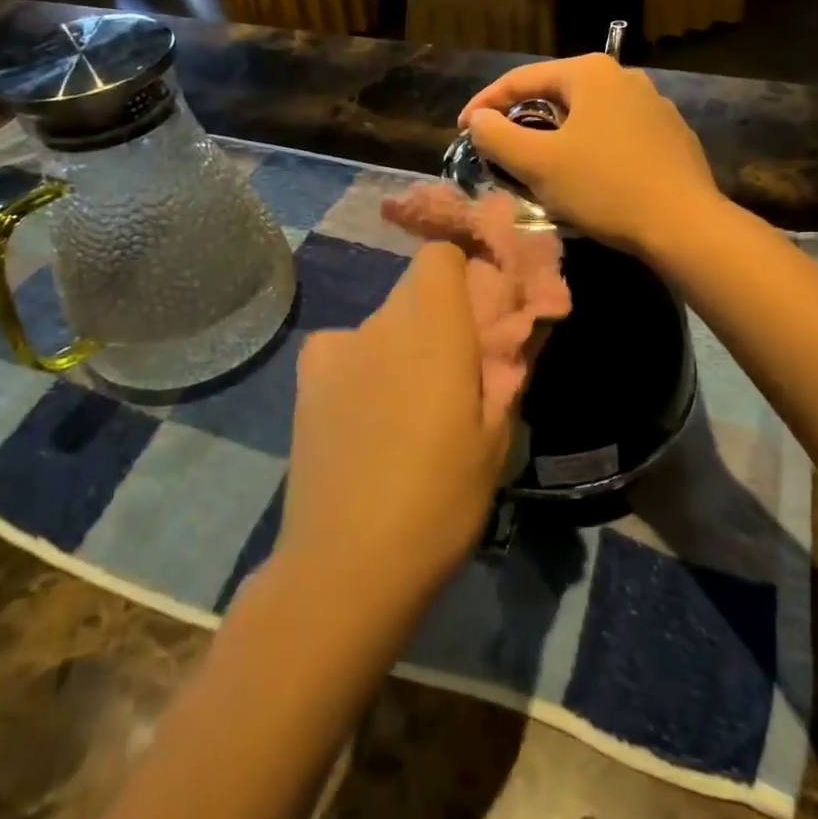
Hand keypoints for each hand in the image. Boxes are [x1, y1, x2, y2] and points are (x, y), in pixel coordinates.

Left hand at [279, 245, 506, 618]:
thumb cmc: (440, 499)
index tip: (484, 309)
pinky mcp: (306, 379)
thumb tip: (511, 333)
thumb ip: (504, 371)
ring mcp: (335, 348)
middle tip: (458, 368)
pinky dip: (364, 365)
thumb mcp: (495, 438)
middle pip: (414, 289)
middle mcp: (380, 322)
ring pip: (383, 323)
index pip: (440, 256)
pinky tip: (367, 417)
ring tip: (411, 408)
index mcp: (433, 328)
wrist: (347, 562)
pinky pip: (347, 350)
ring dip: (403, 345)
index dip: (465, 271)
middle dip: (440, 315)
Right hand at [458, 54, 718, 259]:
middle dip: (522, 121)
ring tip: (538, 166)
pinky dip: (589, 150)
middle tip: (499, 150)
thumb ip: (497, 136)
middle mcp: (624, 77)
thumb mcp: (538, 163)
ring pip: (586, 117)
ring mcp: (653, 105)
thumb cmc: (604, 187)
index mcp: (590, 72)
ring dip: (555, 137)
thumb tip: (479, 119)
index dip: (484, 104)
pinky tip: (587, 177)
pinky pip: (614, 135)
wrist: (684, 224)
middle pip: (555, 95)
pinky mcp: (670, 135)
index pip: (521, 79)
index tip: (462, 131)